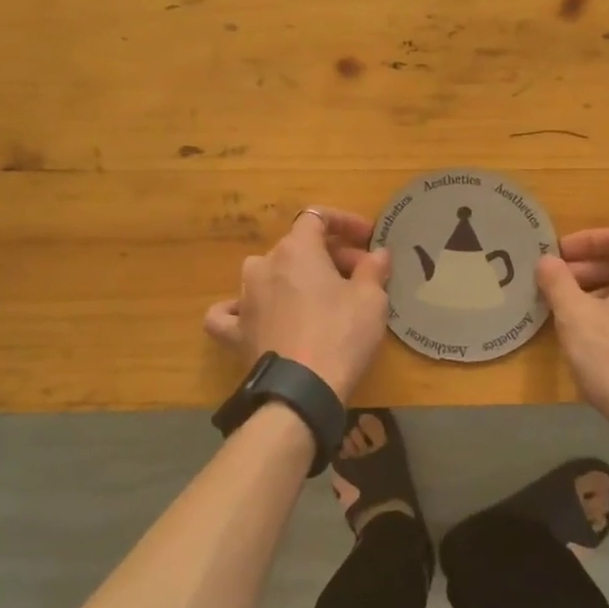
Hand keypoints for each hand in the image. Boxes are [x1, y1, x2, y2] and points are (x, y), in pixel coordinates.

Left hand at [204, 208, 390, 401]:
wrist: (301, 390)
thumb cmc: (341, 334)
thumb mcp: (371, 299)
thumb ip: (374, 269)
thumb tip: (378, 254)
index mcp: (296, 249)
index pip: (317, 217)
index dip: (344, 222)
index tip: (368, 239)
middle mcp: (264, 265)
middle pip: (298, 247)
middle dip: (330, 256)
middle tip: (360, 277)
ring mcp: (244, 297)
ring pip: (267, 273)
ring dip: (293, 278)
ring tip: (318, 297)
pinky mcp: (235, 331)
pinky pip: (230, 312)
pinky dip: (242, 309)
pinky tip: (253, 315)